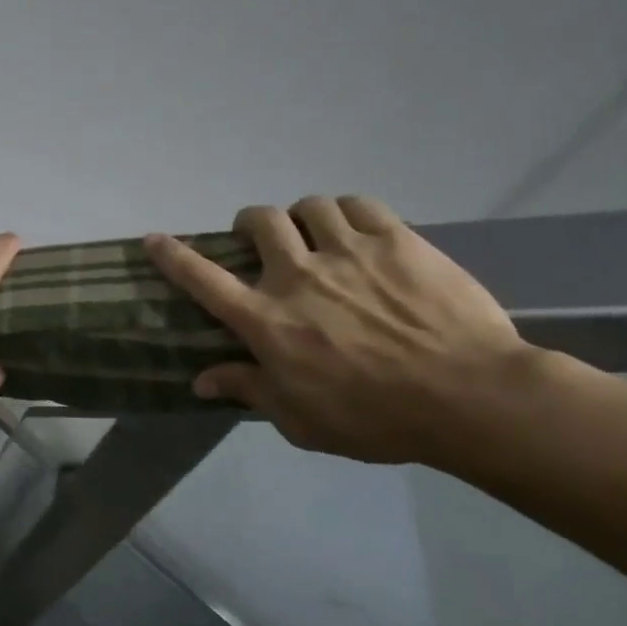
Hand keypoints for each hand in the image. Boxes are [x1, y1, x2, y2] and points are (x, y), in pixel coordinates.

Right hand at [144, 197, 531, 465]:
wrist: (472, 398)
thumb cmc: (376, 418)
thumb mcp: (301, 420)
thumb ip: (249, 390)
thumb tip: (201, 381)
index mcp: (267, 320)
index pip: (203, 279)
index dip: (173, 256)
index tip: (154, 239)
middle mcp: (297, 276)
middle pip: (259, 223)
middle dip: (251, 224)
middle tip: (263, 240)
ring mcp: (348, 252)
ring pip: (308, 206)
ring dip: (303, 217)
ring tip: (316, 234)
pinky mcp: (397, 241)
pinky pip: (359, 205)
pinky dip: (348, 212)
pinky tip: (356, 229)